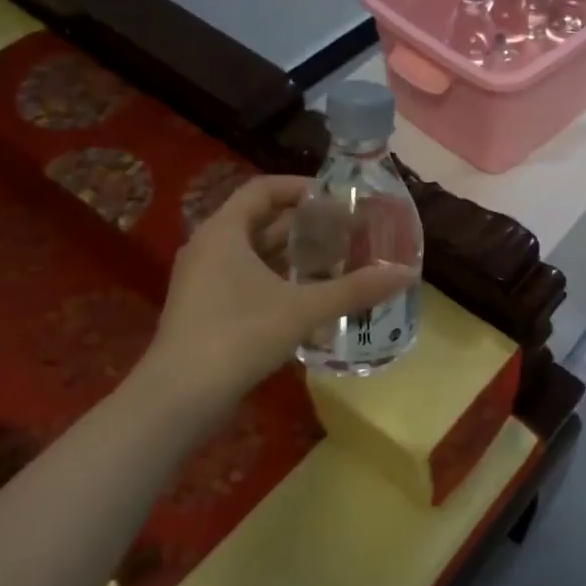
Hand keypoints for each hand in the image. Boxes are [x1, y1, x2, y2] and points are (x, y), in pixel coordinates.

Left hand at [142, 176, 414, 411]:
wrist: (180, 397)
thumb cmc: (239, 335)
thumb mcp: (303, 309)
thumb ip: (355, 289)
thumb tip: (405, 273)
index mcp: (224, 232)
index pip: (264, 190)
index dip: (302, 188)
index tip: (339, 198)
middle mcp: (210, 248)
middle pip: (262, 221)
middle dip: (307, 224)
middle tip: (349, 231)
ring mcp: (205, 281)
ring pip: (256, 254)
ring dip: (296, 255)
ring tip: (339, 261)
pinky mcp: (208, 310)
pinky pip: (249, 280)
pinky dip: (281, 281)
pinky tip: (313, 299)